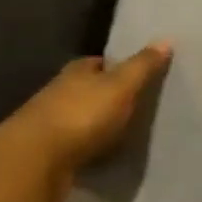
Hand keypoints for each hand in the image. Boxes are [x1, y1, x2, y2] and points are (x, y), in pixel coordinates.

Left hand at [3, 43, 172, 193]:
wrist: (35, 162)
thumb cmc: (81, 115)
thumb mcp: (120, 86)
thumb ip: (142, 66)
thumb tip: (166, 39)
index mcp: (76, 71)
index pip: (98, 63)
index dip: (117, 67)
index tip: (137, 75)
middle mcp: (59, 92)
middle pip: (87, 89)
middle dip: (106, 96)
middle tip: (136, 105)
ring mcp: (50, 124)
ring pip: (79, 118)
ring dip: (96, 124)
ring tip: (125, 132)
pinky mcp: (48, 154)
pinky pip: (75, 147)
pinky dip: (88, 149)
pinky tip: (104, 156)